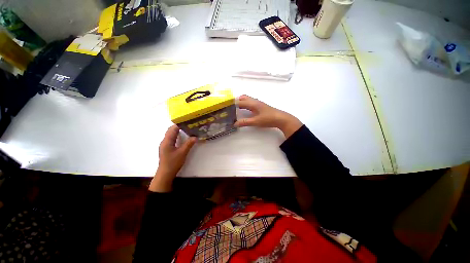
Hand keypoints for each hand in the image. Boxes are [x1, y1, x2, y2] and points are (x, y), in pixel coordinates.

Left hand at [150, 125, 196, 191]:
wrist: (165, 174)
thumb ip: (189, 144)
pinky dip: (177, 136)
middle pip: (171, 131)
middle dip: (179, 126)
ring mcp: (165, 145)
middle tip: (188, 125)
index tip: (187, 121)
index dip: (179, 124)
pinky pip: (171, 139)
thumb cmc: (173, 163)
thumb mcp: (182, 153)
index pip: (172, 129)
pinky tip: (182, 137)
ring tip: (187, 129)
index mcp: (167, 141)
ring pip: (171, 135)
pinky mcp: (167, 148)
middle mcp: (164, 141)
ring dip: (177, 131)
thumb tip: (195, 136)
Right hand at [235, 95, 302, 137]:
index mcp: (252, 104)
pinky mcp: (261, 106)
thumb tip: (234, 123)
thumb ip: (245, 122)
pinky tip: (246, 110)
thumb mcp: (255, 121)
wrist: (281, 118)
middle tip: (231, 106)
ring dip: (242, 102)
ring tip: (236, 108)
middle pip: (244, 97)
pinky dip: (246, 104)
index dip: (233, 103)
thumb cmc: (268, 119)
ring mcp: (258, 103)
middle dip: (237, 100)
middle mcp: (255, 101)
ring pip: (248, 99)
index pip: (240, 102)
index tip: (226, 105)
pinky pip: (251, 102)